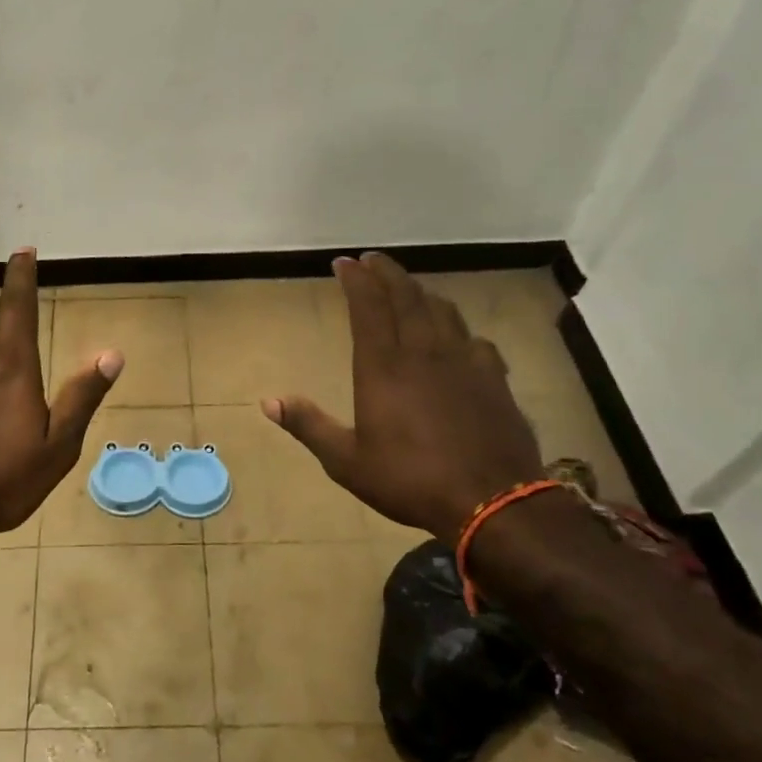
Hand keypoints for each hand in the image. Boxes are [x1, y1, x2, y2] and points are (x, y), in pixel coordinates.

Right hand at [264, 253, 542, 536]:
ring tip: (409, 288)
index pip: (367, 307)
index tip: (343, 262)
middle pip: (406, 296)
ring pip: (442, 310)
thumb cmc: (410, 479)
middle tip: (372, 259)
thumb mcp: (346, 461)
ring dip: (421, 292)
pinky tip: (458, 337)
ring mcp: (463, 361)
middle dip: (386, 273)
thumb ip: (309, 426)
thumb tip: (268, 401)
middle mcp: (423, 352)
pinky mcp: (493, 378)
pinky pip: (474, 339)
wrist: (492, 501)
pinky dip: (458, 328)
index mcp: (383, 367)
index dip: (355, 280)